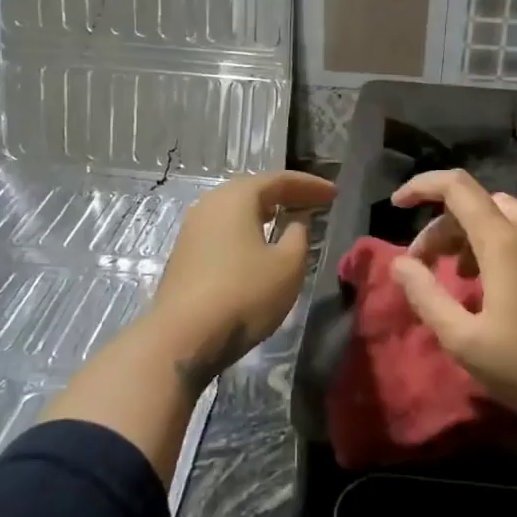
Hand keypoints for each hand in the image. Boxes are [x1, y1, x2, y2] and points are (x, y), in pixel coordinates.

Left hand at [150, 170, 335, 389]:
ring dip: (263, 212)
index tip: (333, 193)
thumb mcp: (287, 265)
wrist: (183, 337)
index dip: (309, 185)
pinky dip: (247, 230)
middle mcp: (209, 205)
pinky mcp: (184, 256)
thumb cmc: (244, 294)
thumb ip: (298, 236)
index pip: (278, 179)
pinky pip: (223, 231)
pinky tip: (257, 246)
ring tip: (287, 219)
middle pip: (252, 190)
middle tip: (312, 202)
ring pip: (235, 211)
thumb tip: (296, 222)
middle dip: (284, 194)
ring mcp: (192, 230)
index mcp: (236, 197)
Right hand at [389, 169, 516, 425]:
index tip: (398, 205)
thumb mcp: (465, 340)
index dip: (422, 187)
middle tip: (426, 265)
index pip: (456, 187)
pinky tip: (503, 290)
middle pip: (479, 203)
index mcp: (504, 239)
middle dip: (444, 226)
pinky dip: (503, 247)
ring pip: (507, 219)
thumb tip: (401, 264)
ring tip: (461, 279)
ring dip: (473, 237)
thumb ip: (426, 296)